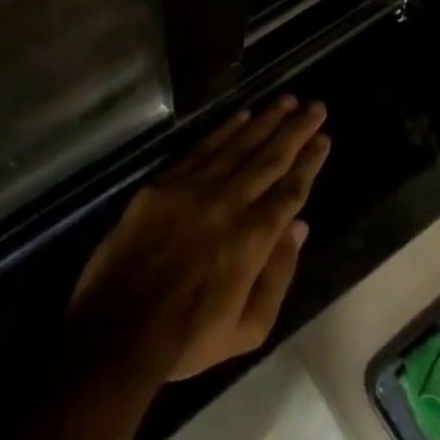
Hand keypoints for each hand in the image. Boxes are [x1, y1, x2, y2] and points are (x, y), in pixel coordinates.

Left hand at [68, 97, 329, 381]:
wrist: (116, 334)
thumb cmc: (186, 339)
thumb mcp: (248, 329)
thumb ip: (279, 275)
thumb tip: (299, 227)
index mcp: (253, 239)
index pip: (290, 190)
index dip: (310, 162)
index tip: (323, 139)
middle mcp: (229, 204)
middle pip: (270, 159)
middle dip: (297, 130)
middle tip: (317, 106)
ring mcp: (193, 190)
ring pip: (239, 145)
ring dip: (266, 121)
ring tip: (287, 100)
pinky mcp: (163, 185)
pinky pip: (201, 149)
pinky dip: (224, 129)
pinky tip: (242, 116)